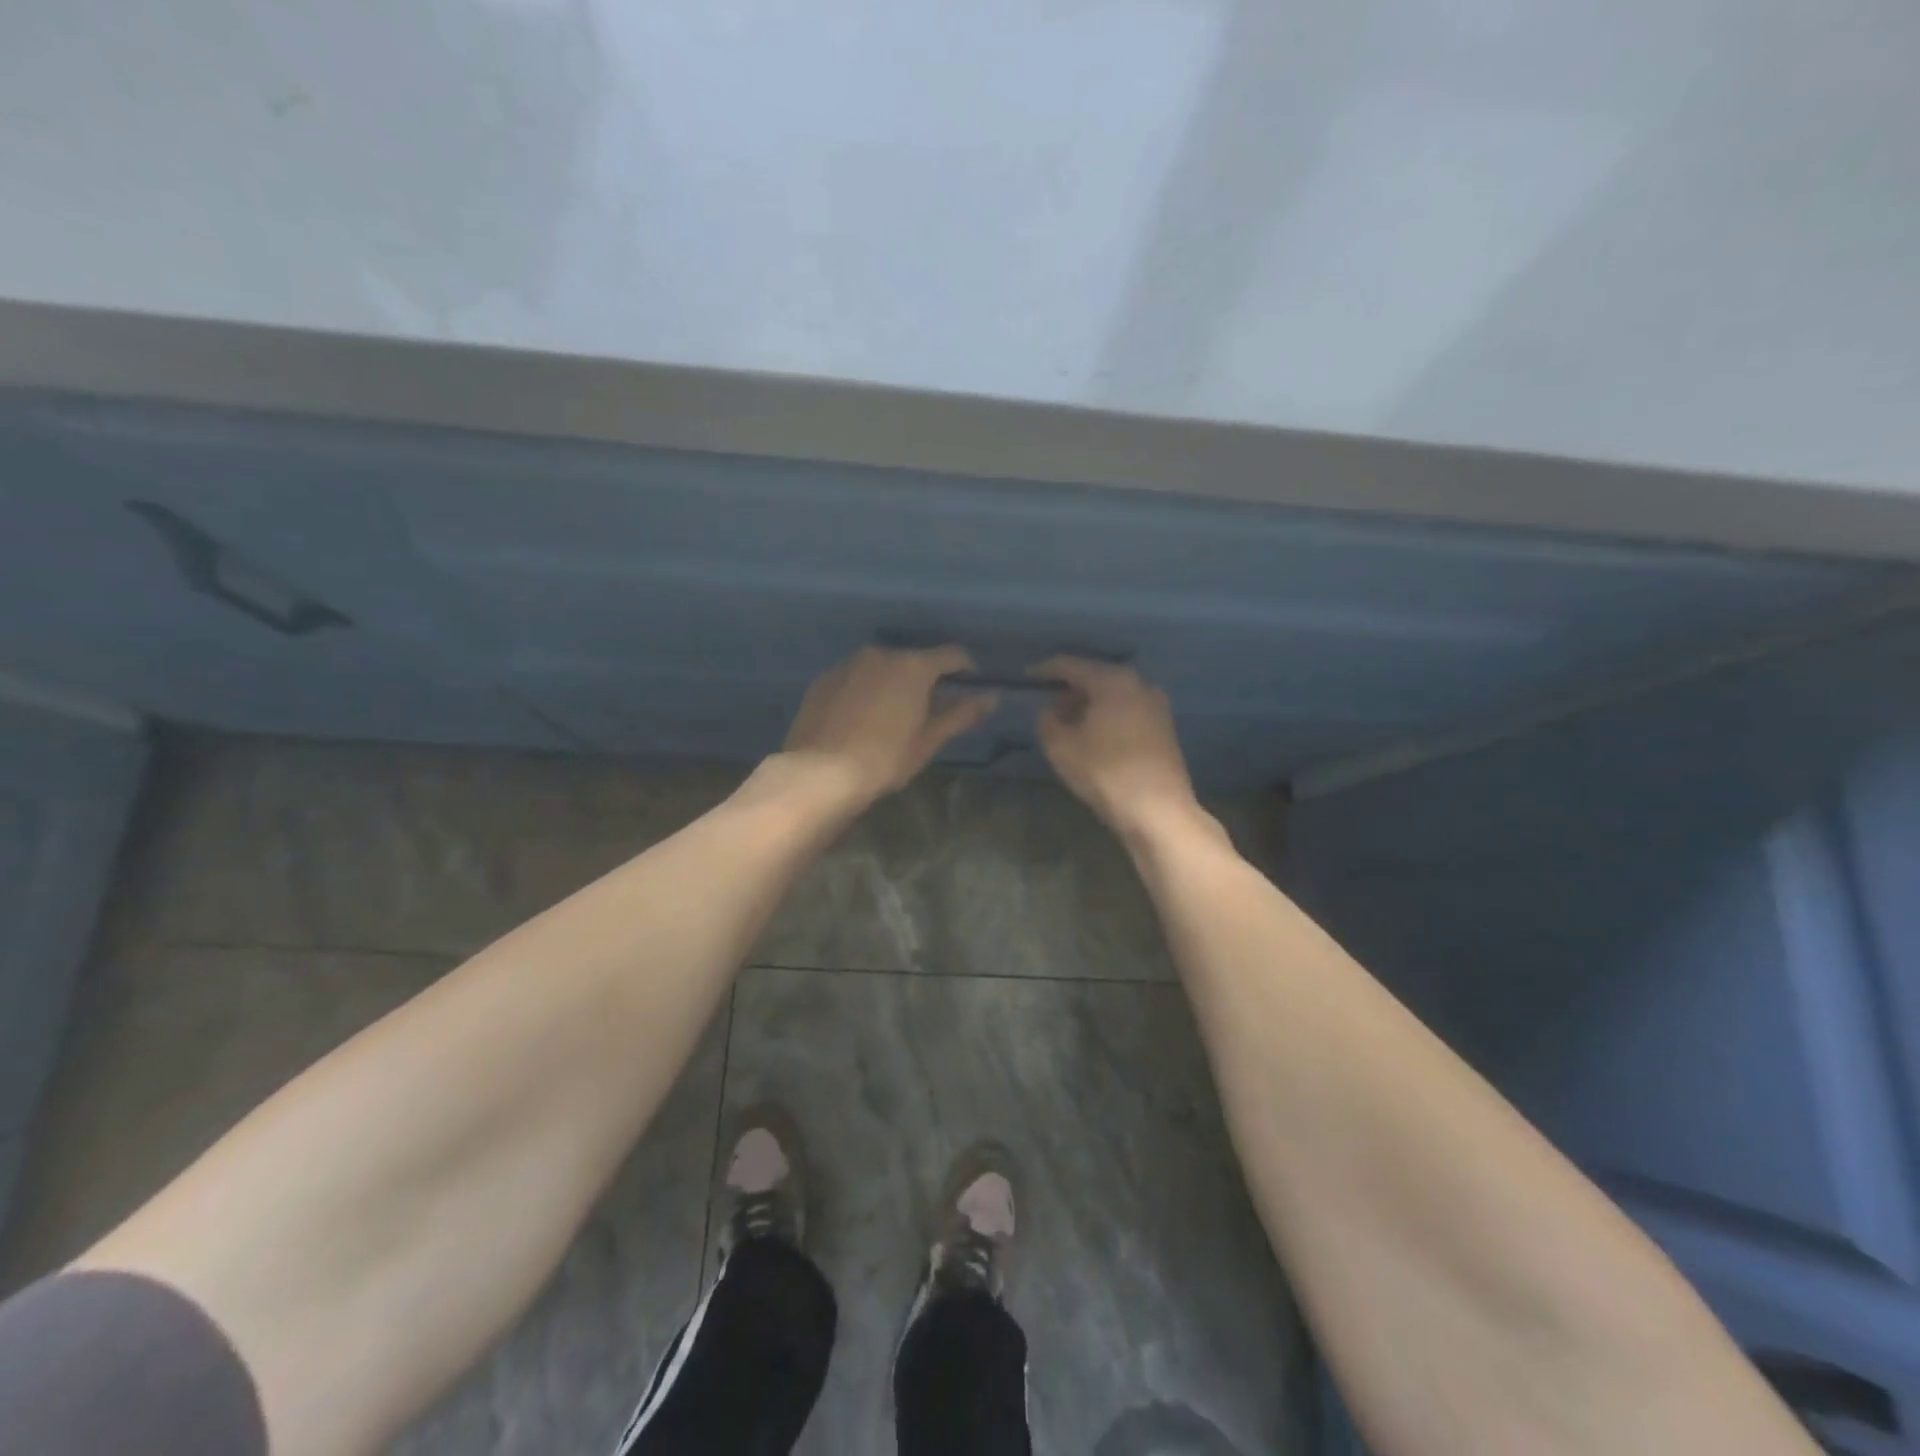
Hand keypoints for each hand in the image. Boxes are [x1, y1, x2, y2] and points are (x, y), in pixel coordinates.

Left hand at [776, 646, 998, 811]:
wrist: (820, 772)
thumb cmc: (885, 758)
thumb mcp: (928, 740)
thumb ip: (961, 714)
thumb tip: (992, 697)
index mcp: (913, 666)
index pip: (951, 655)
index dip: (965, 669)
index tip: (968, 686)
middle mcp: (880, 654)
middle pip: (913, 660)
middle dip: (924, 679)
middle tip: (927, 709)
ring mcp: (848, 664)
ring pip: (881, 667)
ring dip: (892, 683)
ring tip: (891, 715)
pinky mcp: (823, 680)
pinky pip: (854, 678)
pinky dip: (864, 690)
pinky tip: (860, 718)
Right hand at [1031, 657, 1198, 839]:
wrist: (1158, 811)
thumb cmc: (1105, 773)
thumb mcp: (1061, 747)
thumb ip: (1046, 720)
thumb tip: (1048, 709)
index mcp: (1112, 680)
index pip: (1070, 665)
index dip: (1044, 670)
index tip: (1025, 677)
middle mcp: (1138, 683)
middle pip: (1095, 676)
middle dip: (1068, 689)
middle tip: (1045, 704)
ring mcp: (1156, 704)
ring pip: (1113, 694)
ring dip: (1088, 703)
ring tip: (1067, 722)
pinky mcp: (1164, 726)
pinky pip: (1127, 709)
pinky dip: (1107, 714)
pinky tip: (1093, 734)